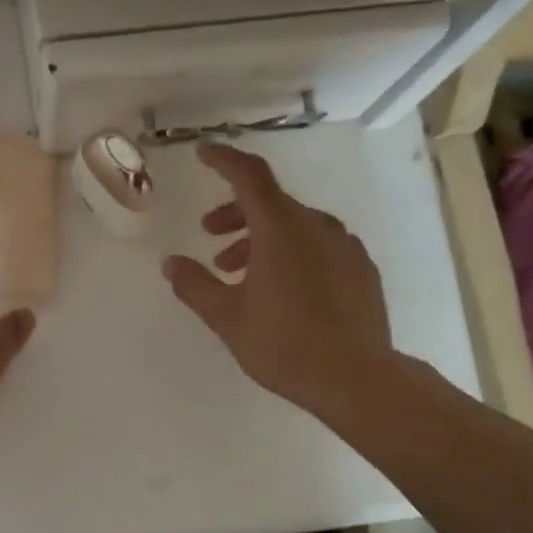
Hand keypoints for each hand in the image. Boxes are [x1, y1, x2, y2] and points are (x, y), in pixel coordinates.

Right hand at [163, 143, 395, 419]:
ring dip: (261, 239)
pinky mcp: (361, 269)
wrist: (356, 379)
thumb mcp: (227, 318)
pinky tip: (283, 289)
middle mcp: (317, 226)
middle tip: (210, 236)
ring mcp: (345, 246)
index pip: (249, 175)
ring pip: (295, 226)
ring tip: (239, 273)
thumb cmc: (284, 344)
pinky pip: (319, 245)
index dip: (223, 159)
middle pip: (271, 202)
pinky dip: (292, 252)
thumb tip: (171, 263)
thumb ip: (195, 286)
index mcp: (281, 229)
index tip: (202, 153)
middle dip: (235, 213)